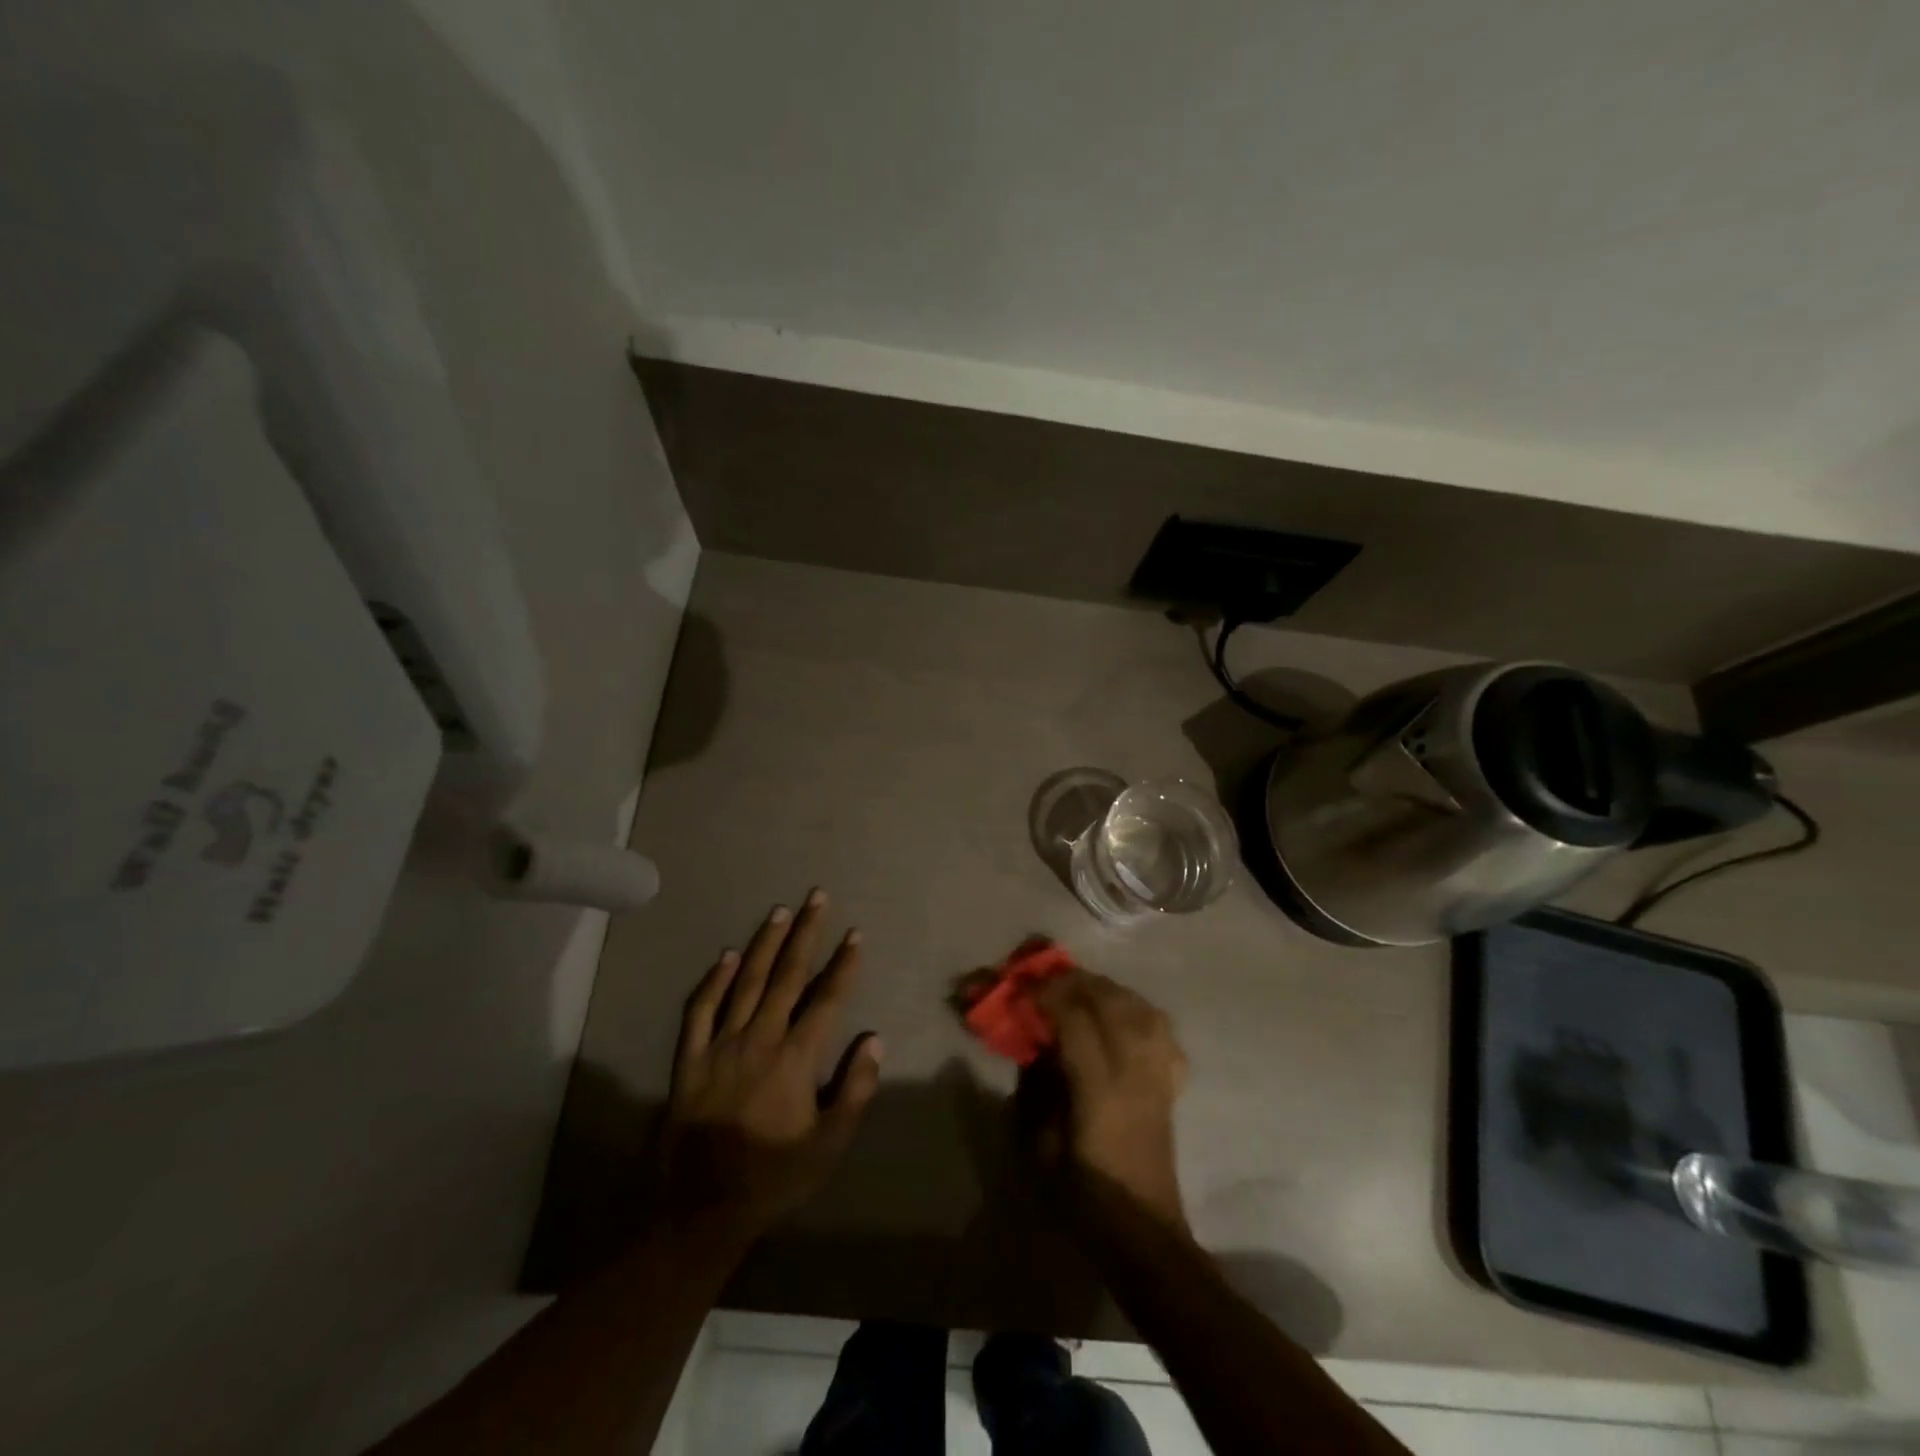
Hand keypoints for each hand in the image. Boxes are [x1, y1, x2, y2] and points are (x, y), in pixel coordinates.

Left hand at [655, 890, 882, 1244]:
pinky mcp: (690, 1059)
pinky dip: (713, 980)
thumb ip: (855, 1090)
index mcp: (795, 1059)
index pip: (826, 999)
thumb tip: (873, 1039)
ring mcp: (720, 1046)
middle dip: (806, 933)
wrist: (702, 1211)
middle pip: (787, 976)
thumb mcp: (829, 1145)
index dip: (844, 965)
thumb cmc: (774, 1178)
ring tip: (781, 912)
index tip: (855, 934)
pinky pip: (700, 1010)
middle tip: (817, 897)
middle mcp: (759, 1040)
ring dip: (765, 944)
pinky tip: (726, 955)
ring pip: (746, 982)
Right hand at [1023, 970, 1188, 1228]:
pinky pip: (1162, 1031)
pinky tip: (1121, 1014)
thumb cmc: (1084, 1198)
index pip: (1076, 1021)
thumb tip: (1036, 1047)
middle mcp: (1135, 1074)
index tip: (1022, 989)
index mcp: (1100, 1091)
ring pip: (1141, 1009)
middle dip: (1077, 983)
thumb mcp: (1041, 1149)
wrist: (1143, 1234)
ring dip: (1108, 990)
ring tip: (1081, 990)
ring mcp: (1158, 1076)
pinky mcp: (1171, 1084)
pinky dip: (1139, 1011)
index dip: (1048, 996)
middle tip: (1047, 981)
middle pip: (1112, 1004)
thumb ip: (1037, 1090)